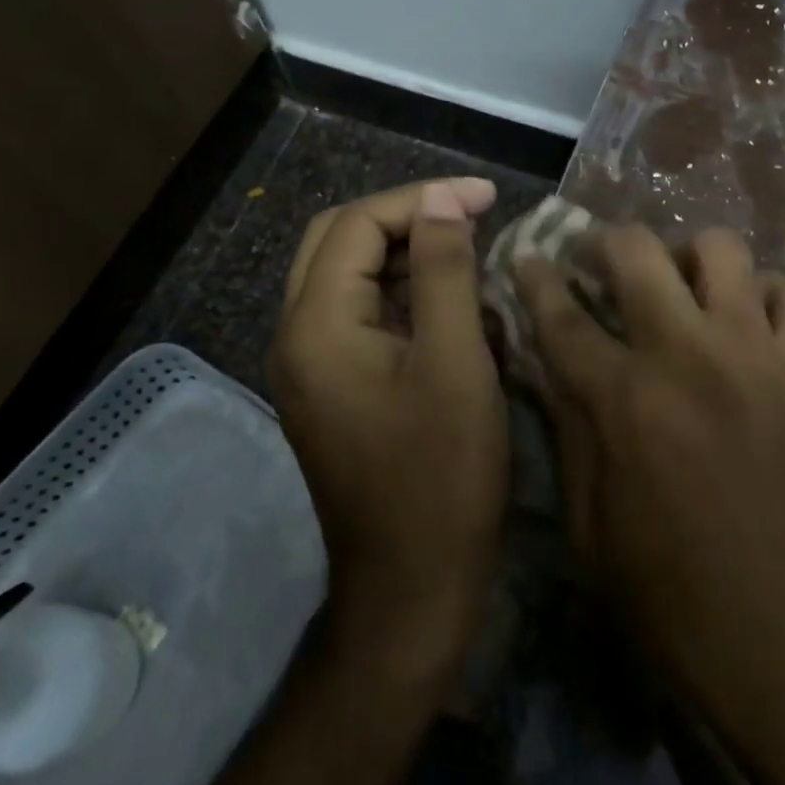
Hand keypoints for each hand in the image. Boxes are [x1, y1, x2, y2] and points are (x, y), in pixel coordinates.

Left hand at [271, 178, 506, 673]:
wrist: (411, 588)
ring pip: (347, 274)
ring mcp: (311, 366)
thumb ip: (445, 272)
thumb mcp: (455, 363)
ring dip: (403, 248)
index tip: (486, 196)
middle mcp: (298, 337)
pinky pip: (359, 312)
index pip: (357, 224)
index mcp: (317, 326)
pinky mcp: (333, 388)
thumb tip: (442, 203)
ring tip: (465, 241)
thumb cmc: (441, 475)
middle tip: (470, 212)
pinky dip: (400, 287)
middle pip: (338, 240)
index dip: (422, 198)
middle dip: (405, 214)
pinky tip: (447, 293)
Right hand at [519, 226, 784, 784]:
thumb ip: (570, 436)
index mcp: (624, 401)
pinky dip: (768, 294)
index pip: (562, 316)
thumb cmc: (680, 605)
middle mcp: (688, 355)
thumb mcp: (592, 534)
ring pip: (722, 249)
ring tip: (682, 287)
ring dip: (690, 258)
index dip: (536, 279)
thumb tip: (552, 370)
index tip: (526, 256)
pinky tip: (753, 322)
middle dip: (606, 241)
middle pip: (638, 251)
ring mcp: (756, 354)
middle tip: (600, 261)